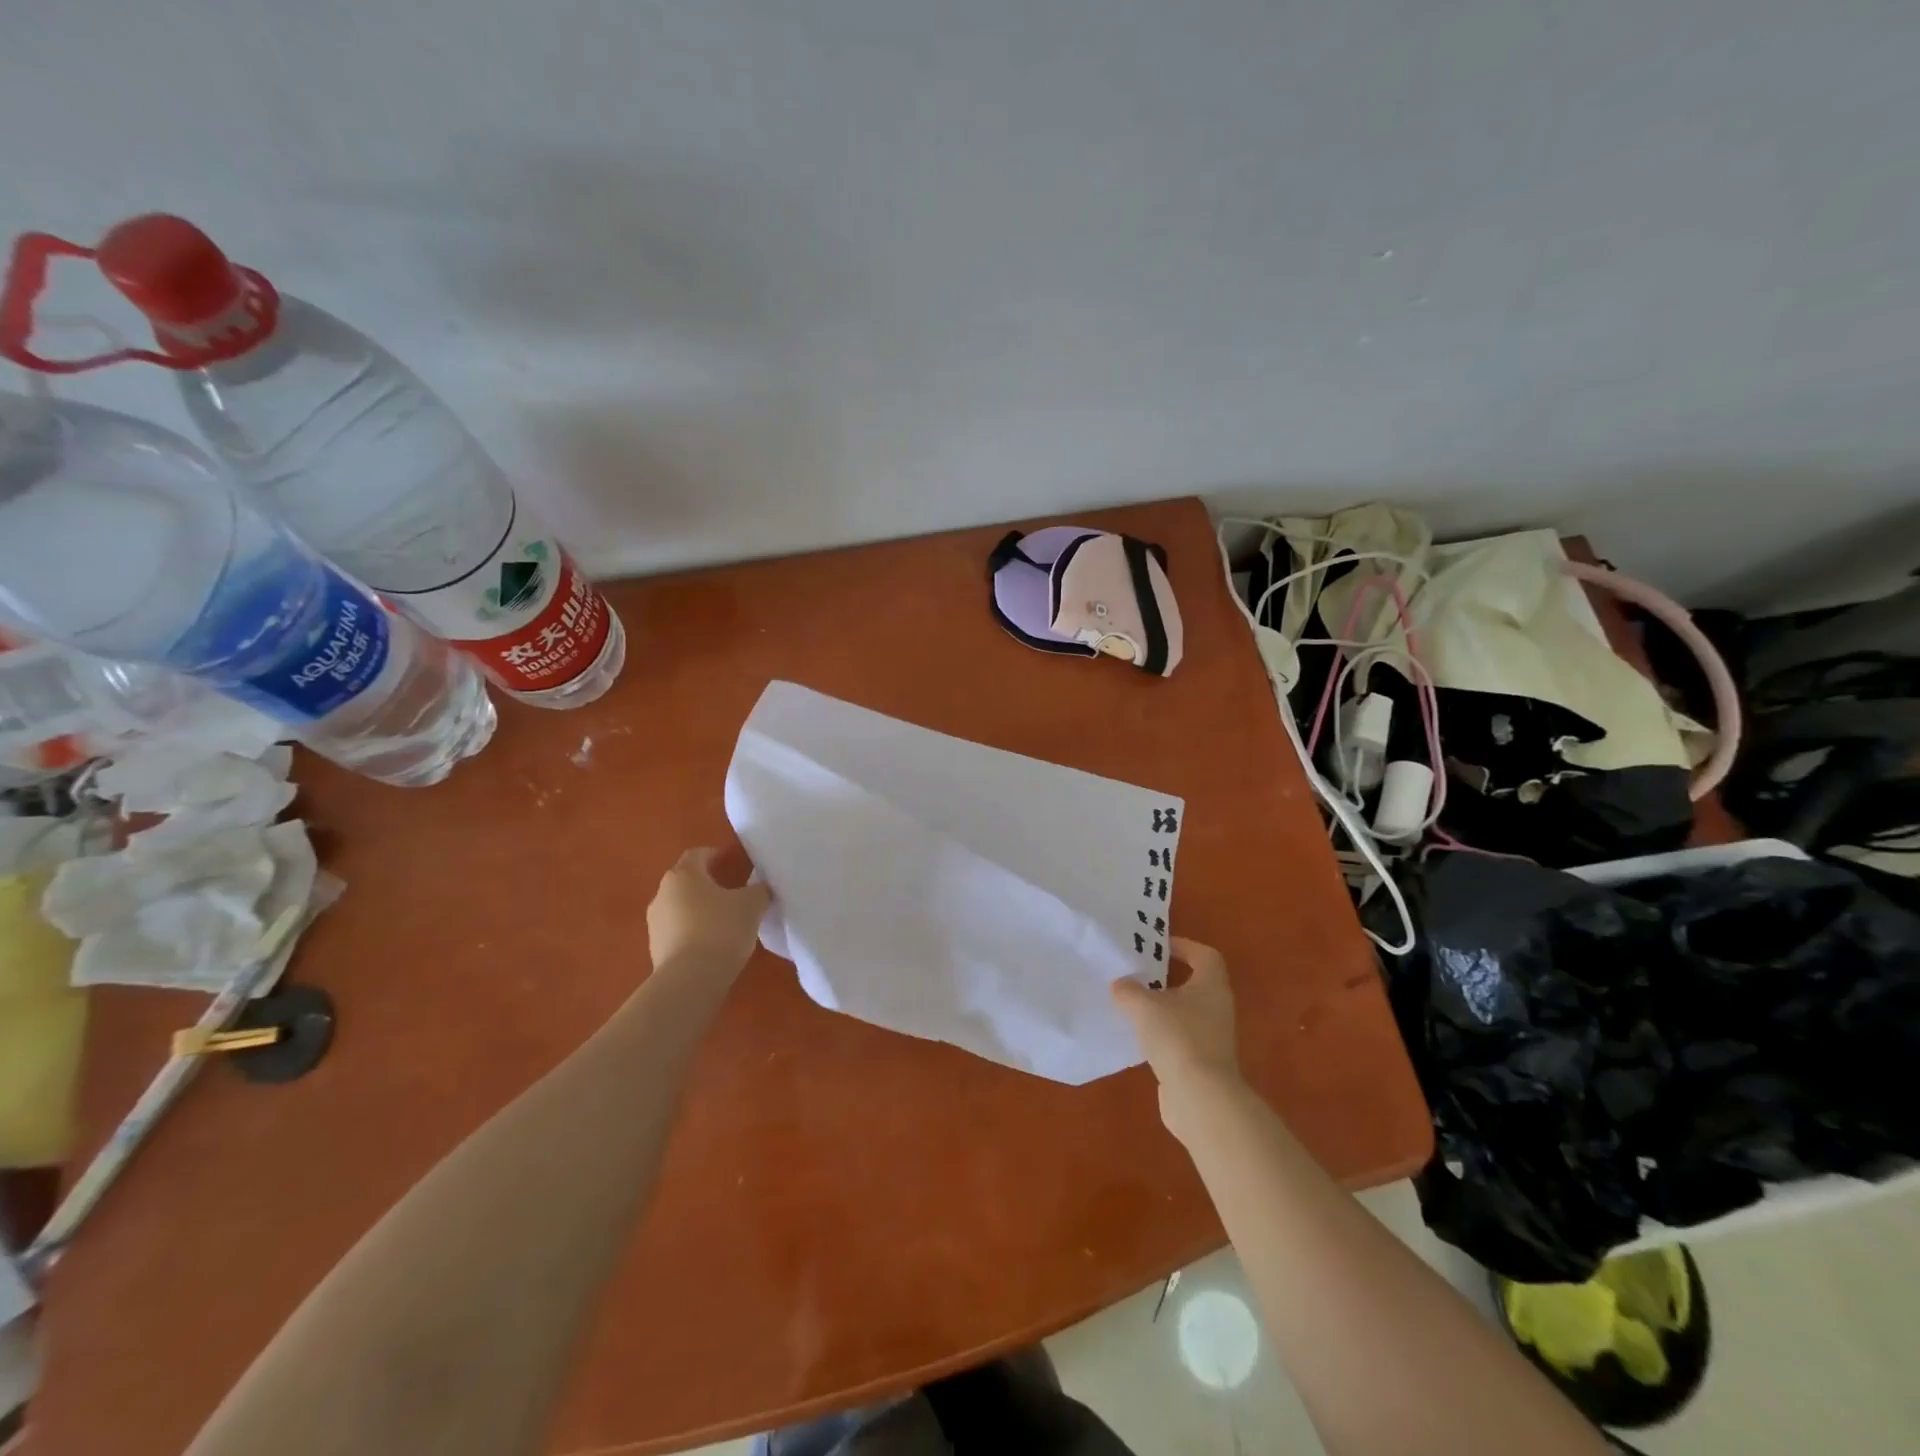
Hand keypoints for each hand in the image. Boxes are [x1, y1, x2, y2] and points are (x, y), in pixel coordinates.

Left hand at [646, 847, 770, 984]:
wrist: (690, 980)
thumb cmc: (721, 929)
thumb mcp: (752, 905)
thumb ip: (759, 890)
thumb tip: (762, 888)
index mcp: (683, 875)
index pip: (698, 854)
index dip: (717, 855)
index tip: (734, 863)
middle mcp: (663, 893)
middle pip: (687, 881)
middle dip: (708, 884)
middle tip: (734, 893)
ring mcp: (655, 923)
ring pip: (681, 907)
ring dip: (700, 910)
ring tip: (725, 922)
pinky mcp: (655, 949)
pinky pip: (678, 931)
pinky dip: (693, 932)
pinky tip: (713, 945)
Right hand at [1111, 937, 1244, 1140]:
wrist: (1200, 1098)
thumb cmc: (1178, 1038)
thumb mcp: (1144, 1006)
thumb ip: (1128, 990)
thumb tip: (1120, 984)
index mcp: (1211, 986)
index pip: (1205, 955)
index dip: (1184, 946)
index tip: (1158, 948)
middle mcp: (1217, 1008)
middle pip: (1194, 985)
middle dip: (1167, 979)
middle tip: (1138, 975)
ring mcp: (1213, 1039)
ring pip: (1186, 1014)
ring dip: (1162, 1009)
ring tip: (1131, 1006)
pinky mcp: (1202, 1064)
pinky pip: (1180, 1040)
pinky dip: (1162, 1036)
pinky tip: (1138, 1039)